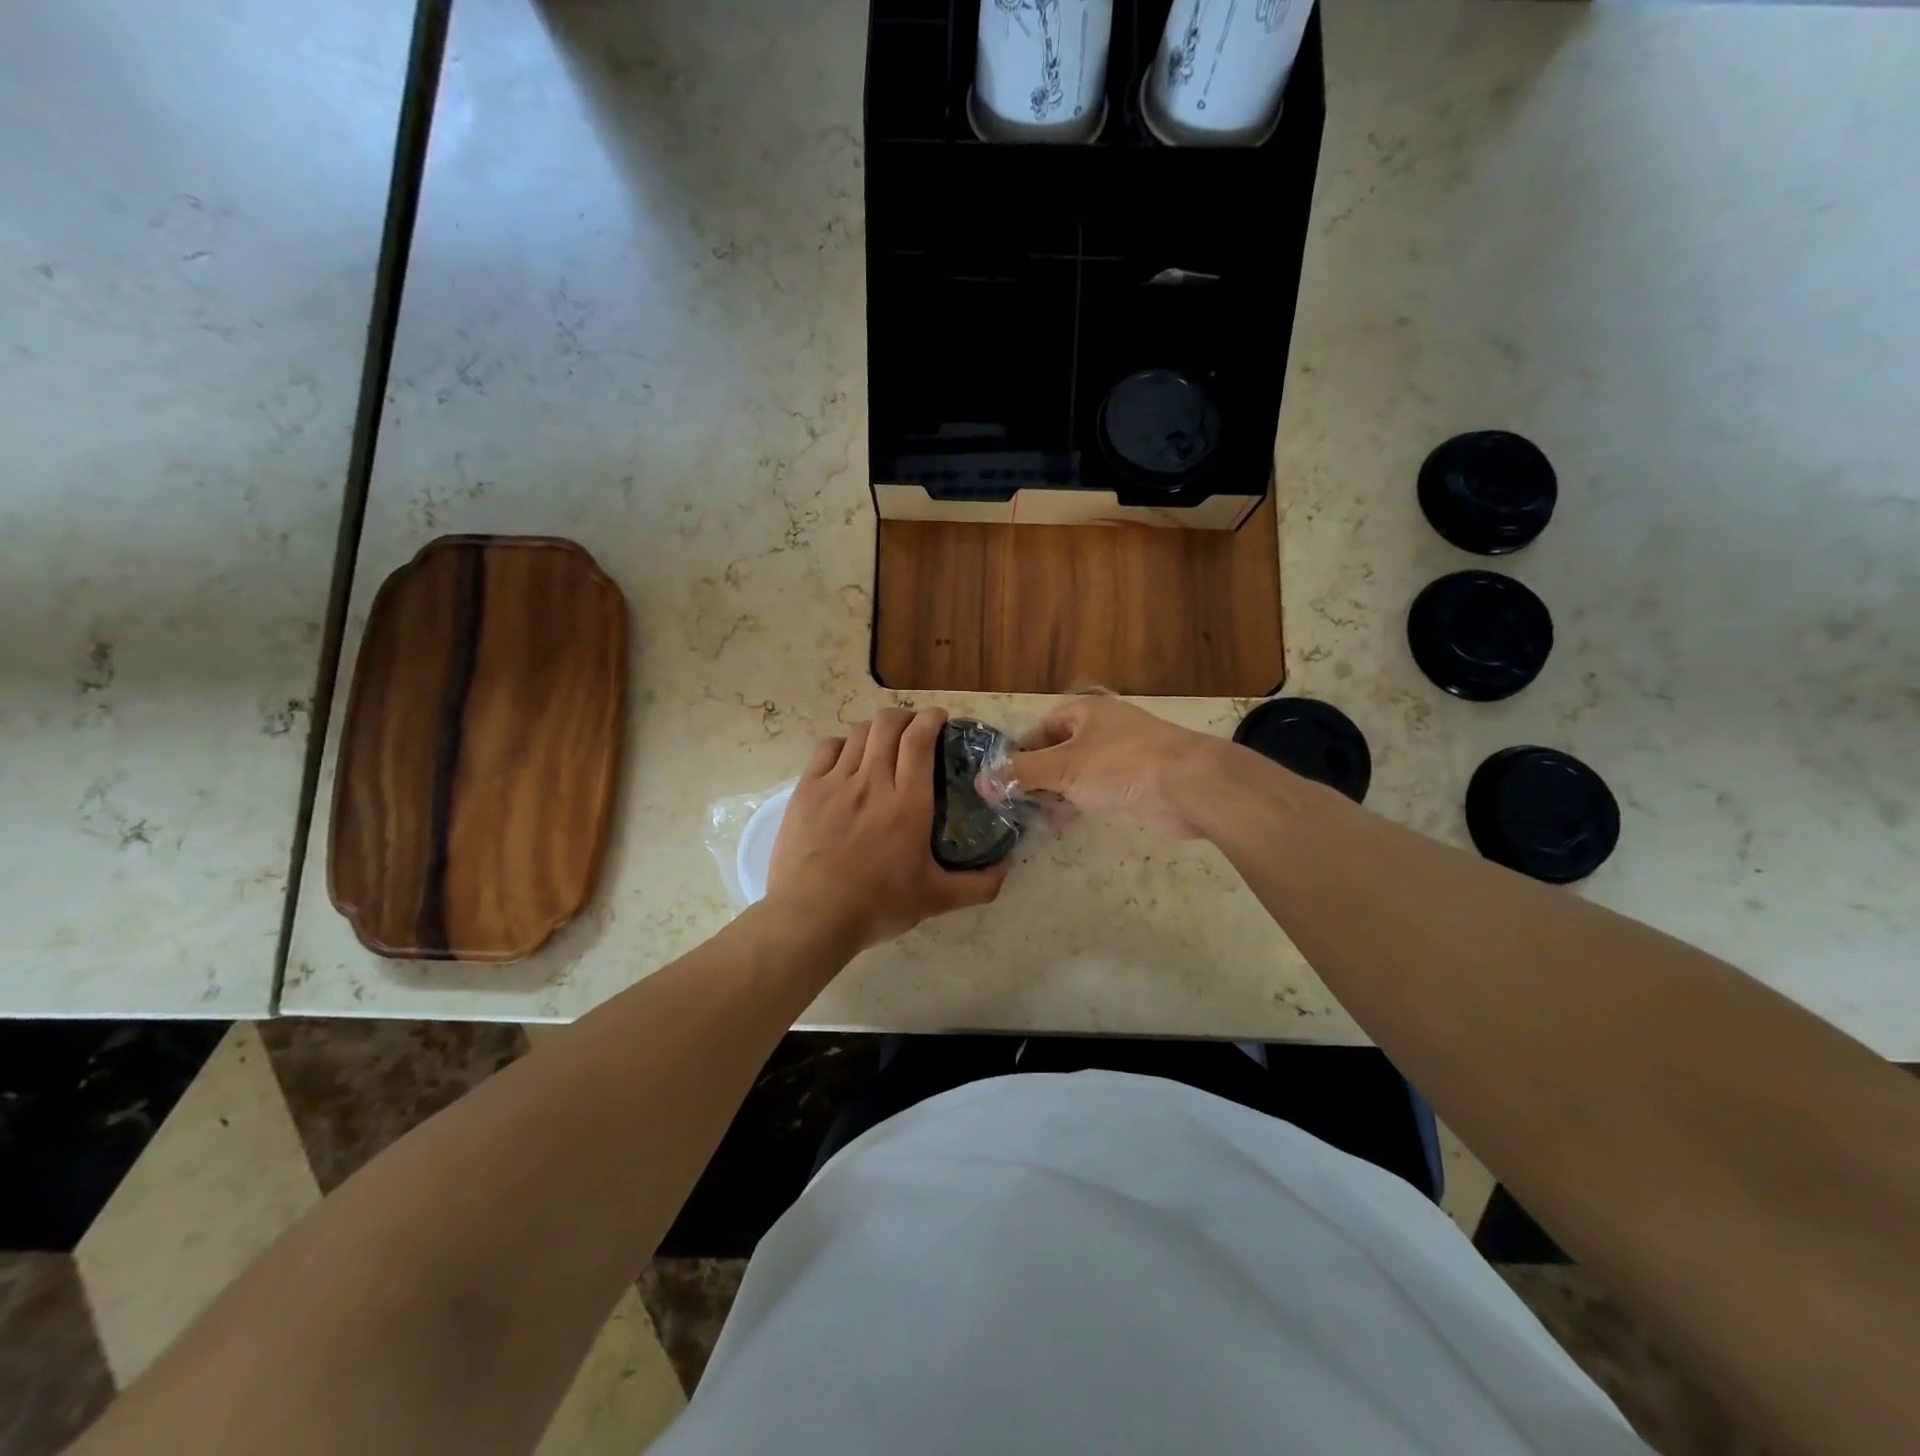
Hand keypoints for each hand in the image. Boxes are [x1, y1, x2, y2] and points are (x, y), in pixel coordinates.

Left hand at [768, 707, 1010, 953]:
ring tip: (884, 742)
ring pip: (859, 732)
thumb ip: (979, 884)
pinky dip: (843, 744)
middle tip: (915, 730)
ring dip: (877, 729)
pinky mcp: (806, 790)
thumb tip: (1009, 867)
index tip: (940, 720)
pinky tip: (848, 758)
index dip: (931, 719)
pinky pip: (827, 748)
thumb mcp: (937, 900)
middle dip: (906, 717)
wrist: (811, 918)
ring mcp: (835, 783)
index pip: (919, 739)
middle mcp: (873, 782)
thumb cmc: (877, 906)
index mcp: (908, 804)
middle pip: (888, 724)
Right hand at [1007, 694, 1228, 838]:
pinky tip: (1070, 820)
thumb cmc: (1119, 765)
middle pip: (1059, 750)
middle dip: (1038, 776)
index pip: (1041, 729)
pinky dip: (1082, 800)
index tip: (1004, 781)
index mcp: (1085, 712)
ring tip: (1039, 816)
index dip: (1020, 754)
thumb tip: (981, 782)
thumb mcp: (1062, 768)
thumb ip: (1021, 775)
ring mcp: (1123, 753)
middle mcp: (1103, 727)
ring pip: (1079, 771)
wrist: (1187, 784)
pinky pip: (1100, 786)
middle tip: (1018, 804)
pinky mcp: (1138, 779)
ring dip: (1059, 791)